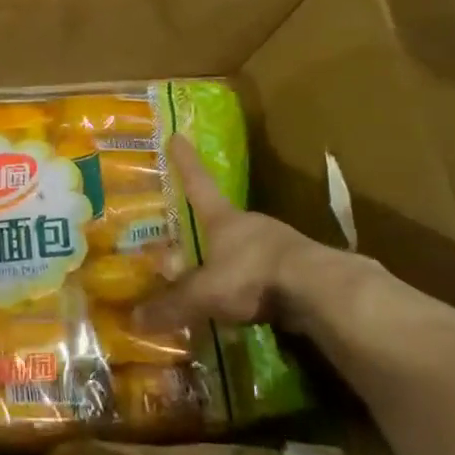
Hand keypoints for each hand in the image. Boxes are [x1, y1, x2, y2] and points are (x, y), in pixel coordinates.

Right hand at [133, 137, 382, 339]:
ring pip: (248, 248)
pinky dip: (255, 284)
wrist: (321, 291)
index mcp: (224, 219)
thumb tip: (134, 319)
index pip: (198, 183)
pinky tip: (249, 303)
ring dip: (233, 259)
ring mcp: (280, 244)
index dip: (186, 162)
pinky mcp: (301, 269)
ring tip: (217, 278)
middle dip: (208, 226)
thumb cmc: (253, 275)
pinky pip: (268, 273)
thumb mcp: (205, 293)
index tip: (177, 136)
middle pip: (224, 219)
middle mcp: (251, 224)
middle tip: (191, 235)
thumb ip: (172, 305)